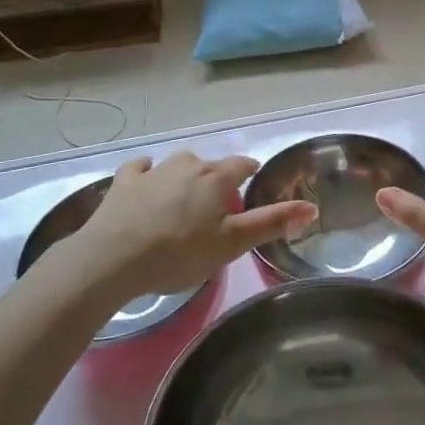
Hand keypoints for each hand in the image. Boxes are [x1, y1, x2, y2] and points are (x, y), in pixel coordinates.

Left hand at [61, 152, 314, 302]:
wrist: (113, 260)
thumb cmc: (180, 253)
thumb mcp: (232, 244)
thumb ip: (271, 223)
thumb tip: (312, 207)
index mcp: (217, 178)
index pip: (244, 165)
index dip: (250, 176)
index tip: (250, 192)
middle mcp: (188, 164)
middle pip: (211, 166)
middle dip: (217, 182)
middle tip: (215, 213)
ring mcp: (154, 170)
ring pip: (178, 164)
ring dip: (184, 177)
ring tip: (182, 204)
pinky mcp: (124, 181)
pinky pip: (140, 168)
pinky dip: (146, 172)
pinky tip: (145, 180)